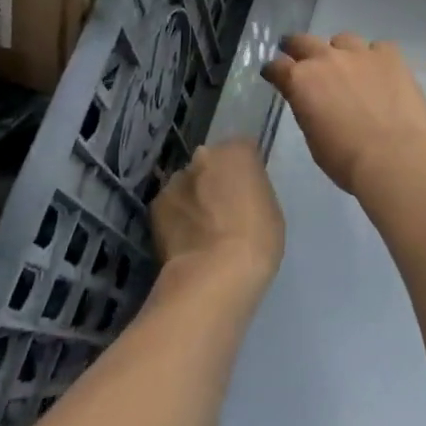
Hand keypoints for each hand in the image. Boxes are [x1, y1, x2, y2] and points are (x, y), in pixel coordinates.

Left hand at [150, 141, 284, 287]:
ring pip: (188, 183)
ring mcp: (175, 180)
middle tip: (224, 209)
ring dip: (194, 197)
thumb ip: (252, 190)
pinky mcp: (155, 206)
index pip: (243, 149)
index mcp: (238, 151)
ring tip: (202, 229)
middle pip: (212, 162)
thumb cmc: (257, 241)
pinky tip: (186, 239)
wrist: (213, 276)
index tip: (248, 192)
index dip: (245, 171)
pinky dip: (177, 216)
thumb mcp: (271, 209)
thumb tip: (239, 192)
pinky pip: (171, 205)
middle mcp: (203, 156)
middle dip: (216, 179)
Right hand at [261, 34, 425, 194]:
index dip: (274, 70)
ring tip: (347, 65)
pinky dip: (375, 57)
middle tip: (297, 53)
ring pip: (343, 39)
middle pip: (304, 41)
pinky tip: (380, 72)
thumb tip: (313, 101)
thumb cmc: (347, 159)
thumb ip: (308, 109)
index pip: (277, 66)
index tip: (274, 74)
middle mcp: (326, 58)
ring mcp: (360, 53)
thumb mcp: (313, 137)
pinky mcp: (390, 55)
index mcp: (301, 81)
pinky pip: (378, 48)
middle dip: (297, 47)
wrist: (395, 156)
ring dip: (339, 51)